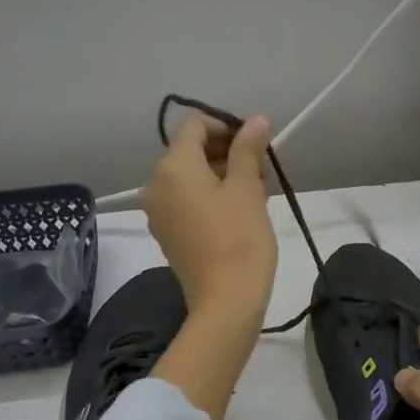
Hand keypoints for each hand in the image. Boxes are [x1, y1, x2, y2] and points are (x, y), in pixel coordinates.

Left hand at [144, 112, 277, 322]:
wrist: (225, 300)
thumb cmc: (239, 238)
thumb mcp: (247, 187)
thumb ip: (248, 148)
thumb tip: (256, 119)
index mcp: (173, 167)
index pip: (196, 126)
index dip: (227, 126)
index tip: (256, 144)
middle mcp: (156, 184)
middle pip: (191, 151)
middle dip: (228, 153)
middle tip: (262, 171)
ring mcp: (158, 211)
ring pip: (191, 177)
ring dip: (223, 175)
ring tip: (257, 193)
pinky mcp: (167, 232)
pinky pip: (187, 200)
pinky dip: (210, 196)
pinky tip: (239, 212)